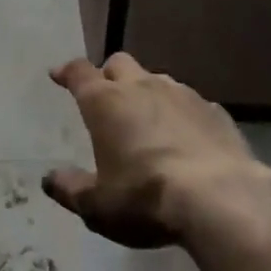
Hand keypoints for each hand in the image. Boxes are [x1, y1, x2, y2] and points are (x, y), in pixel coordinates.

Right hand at [43, 53, 270, 248]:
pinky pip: (190, 103)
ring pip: (156, 79)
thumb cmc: (146, 198)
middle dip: (109, 75)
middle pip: (119, 64)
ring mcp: (182, 94)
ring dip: (147, 93)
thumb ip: (71, 189)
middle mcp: (141, 86)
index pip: (79, 73)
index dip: (67, 72)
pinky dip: (181, 114)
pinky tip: (186, 137)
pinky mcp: (214, 111)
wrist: (221, 199)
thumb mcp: (98, 206)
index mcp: (106, 102)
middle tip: (106, 96)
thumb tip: (49, 179)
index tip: (58, 74)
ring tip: (147, 119)